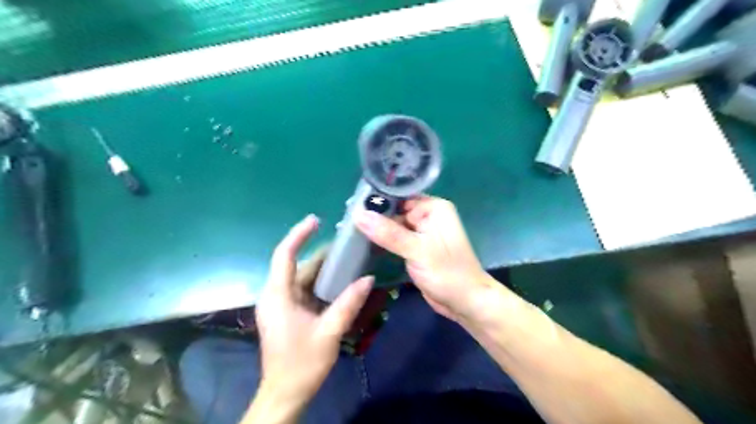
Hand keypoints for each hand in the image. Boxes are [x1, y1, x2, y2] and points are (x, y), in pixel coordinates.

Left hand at [254, 217, 370, 404]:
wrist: (285, 394)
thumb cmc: (301, 364)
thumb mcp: (329, 333)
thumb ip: (348, 303)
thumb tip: (369, 277)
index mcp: (278, 296)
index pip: (285, 255)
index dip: (299, 234)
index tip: (316, 220)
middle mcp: (276, 295)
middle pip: (296, 264)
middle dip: (319, 252)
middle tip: (345, 242)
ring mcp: (281, 304)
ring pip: (302, 276)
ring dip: (323, 267)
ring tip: (347, 256)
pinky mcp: (288, 312)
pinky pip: (304, 288)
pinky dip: (321, 281)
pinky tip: (339, 280)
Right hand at [355, 196, 497, 321]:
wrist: (465, 303)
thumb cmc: (447, 273)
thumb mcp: (416, 250)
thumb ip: (387, 232)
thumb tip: (358, 214)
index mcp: (433, 208)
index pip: (399, 197)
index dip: (377, 201)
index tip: (352, 206)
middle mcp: (428, 216)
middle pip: (395, 211)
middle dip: (374, 217)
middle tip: (346, 221)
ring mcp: (422, 233)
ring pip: (394, 226)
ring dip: (376, 230)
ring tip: (349, 232)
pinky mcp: (417, 248)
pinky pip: (396, 239)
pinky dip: (383, 242)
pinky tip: (364, 243)